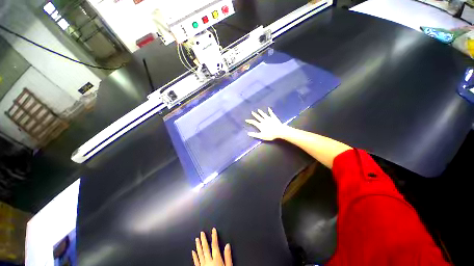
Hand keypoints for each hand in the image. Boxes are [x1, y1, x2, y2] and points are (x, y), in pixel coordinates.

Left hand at [192, 228, 231, 265]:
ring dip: (198, 246)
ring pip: (200, 254)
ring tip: (196, 239)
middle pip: (205, 248)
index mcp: (216, 259)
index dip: (214, 236)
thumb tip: (227, 245)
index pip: (215, 245)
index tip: (213, 230)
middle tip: (201, 233)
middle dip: (204, 239)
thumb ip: (228, 257)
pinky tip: (193, 252)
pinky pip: (196, 262)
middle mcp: (209, 261)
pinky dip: (194, 256)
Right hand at [245, 108, 286, 140]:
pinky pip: (271, 113)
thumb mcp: (261, 136)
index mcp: (260, 125)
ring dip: (261, 112)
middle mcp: (263, 121)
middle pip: (258, 117)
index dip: (250, 121)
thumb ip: (255, 134)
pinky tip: (269, 108)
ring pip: (263, 114)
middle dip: (255, 115)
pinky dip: (270, 111)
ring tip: (258, 110)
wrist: (279, 131)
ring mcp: (269, 118)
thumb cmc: (270, 135)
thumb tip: (248, 133)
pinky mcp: (274, 117)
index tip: (246, 120)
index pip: (253, 122)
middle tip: (252, 112)